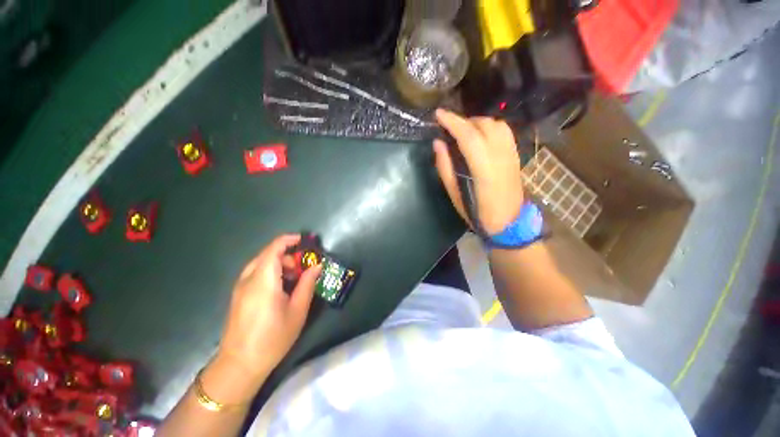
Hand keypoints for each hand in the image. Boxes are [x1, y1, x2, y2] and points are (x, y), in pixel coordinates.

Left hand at [216, 234, 320, 384]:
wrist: (239, 365)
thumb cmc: (273, 338)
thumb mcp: (297, 310)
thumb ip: (307, 284)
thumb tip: (317, 266)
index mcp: (263, 281)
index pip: (274, 249)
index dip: (289, 240)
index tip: (304, 241)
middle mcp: (248, 279)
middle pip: (267, 254)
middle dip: (287, 254)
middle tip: (303, 267)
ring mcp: (240, 287)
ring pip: (260, 263)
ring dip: (279, 263)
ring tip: (293, 278)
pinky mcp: (238, 295)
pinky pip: (255, 273)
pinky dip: (270, 271)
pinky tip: (279, 288)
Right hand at [433, 109, 524, 234]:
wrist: (508, 222)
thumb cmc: (478, 212)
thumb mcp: (454, 193)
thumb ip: (445, 167)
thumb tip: (438, 143)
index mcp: (483, 168)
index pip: (468, 135)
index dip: (452, 121)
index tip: (438, 114)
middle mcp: (500, 155)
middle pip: (483, 125)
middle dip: (463, 120)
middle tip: (448, 127)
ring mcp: (511, 153)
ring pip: (496, 124)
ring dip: (477, 122)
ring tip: (463, 131)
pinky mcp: (516, 155)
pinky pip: (504, 131)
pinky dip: (489, 127)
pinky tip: (480, 136)